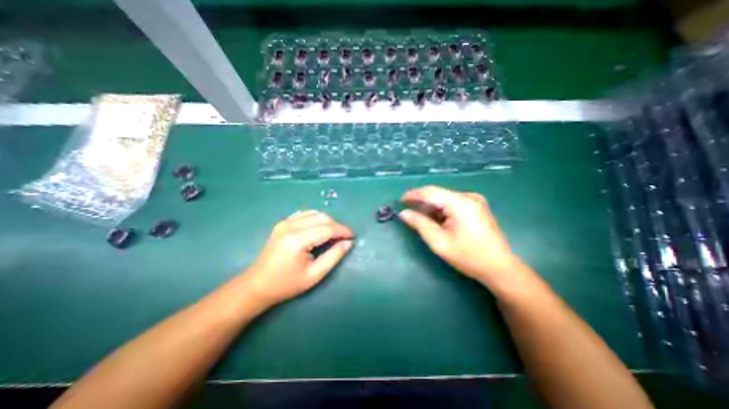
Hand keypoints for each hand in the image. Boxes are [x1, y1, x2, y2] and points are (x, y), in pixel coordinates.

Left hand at [244, 210, 354, 306]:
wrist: (257, 285)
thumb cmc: (287, 284)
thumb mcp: (315, 275)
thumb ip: (334, 256)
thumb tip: (348, 243)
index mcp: (298, 240)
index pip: (327, 228)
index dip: (343, 231)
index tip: (353, 237)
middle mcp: (291, 226)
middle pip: (322, 218)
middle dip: (337, 226)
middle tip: (344, 238)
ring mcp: (285, 222)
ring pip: (314, 213)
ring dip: (327, 221)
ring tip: (333, 234)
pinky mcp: (282, 223)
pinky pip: (305, 214)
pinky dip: (316, 219)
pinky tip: (319, 229)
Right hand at [399, 186, 524, 287]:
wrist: (499, 268)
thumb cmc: (468, 257)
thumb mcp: (439, 242)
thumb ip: (420, 224)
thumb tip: (403, 213)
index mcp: (461, 203)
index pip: (431, 192)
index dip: (413, 195)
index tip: (400, 201)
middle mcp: (468, 197)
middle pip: (437, 194)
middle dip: (421, 202)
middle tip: (407, 211)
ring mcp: (474, 201)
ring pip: (444, 199)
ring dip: (430, 207)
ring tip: (419, 218)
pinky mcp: (476, 207)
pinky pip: (452, 203)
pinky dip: (440, 210)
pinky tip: (435, 220)